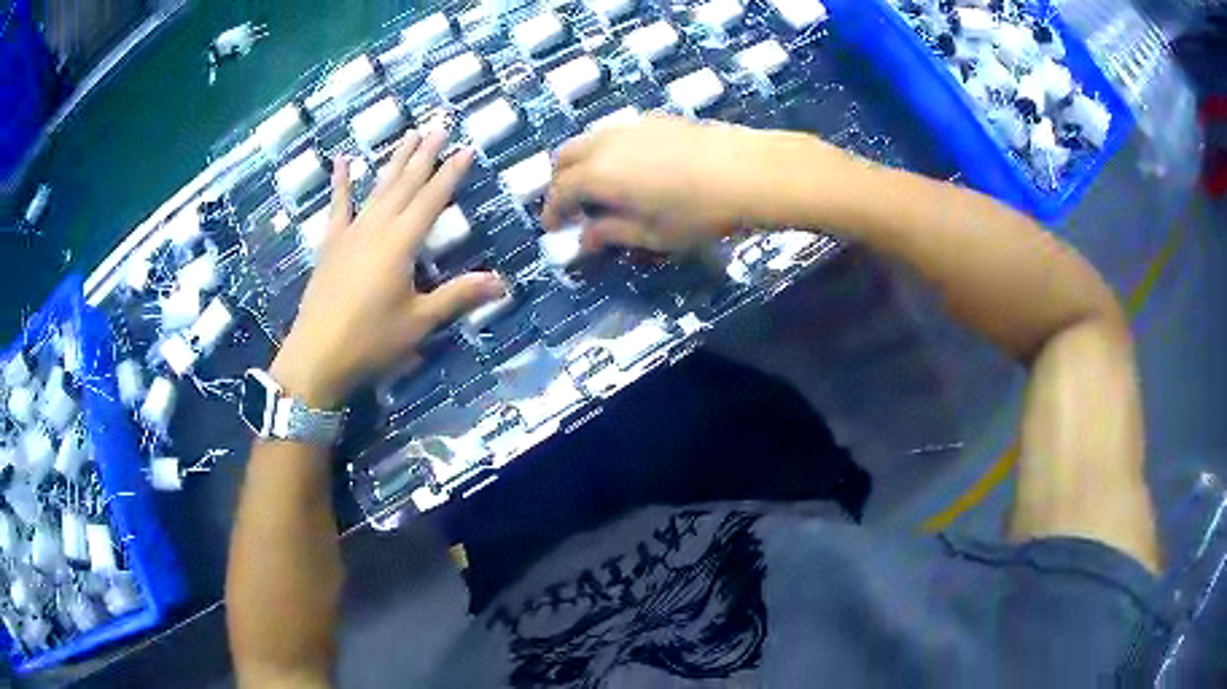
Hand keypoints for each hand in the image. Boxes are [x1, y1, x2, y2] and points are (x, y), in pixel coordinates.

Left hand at [271, 129, 504, 407]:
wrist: (317, 355)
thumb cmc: (371, 340)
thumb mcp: (419, 322)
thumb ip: (458, 296)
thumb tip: (503, 283)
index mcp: (401, 243)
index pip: (432, 199)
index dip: (451, 173)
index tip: (466, 147)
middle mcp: (377, 227)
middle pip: (406, 183)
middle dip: (425, 154)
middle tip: (439, 126)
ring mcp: (351, 232)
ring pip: (378, 187)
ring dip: (395, 160)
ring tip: (409, 134)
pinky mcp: (331, 243)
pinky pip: (338, 206)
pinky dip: (341, 183)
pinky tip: (342, 161)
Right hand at [543, 115, 813, 252]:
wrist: (748, 171)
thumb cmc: (698, 212)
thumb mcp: (652, 234)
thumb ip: (612, 233)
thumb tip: (584, 238)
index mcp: (597, 174)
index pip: (560, 191)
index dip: (552, 211)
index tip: (552, 228)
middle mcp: (606, 143)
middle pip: (566, 156)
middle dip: (560, 181)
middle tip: (571, 205)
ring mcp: (631, 126)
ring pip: (590, 139)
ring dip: (584, 163)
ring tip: (600, 187)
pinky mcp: (656, 119)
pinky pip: (617, 133)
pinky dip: (609, 150)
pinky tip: (632, 168)